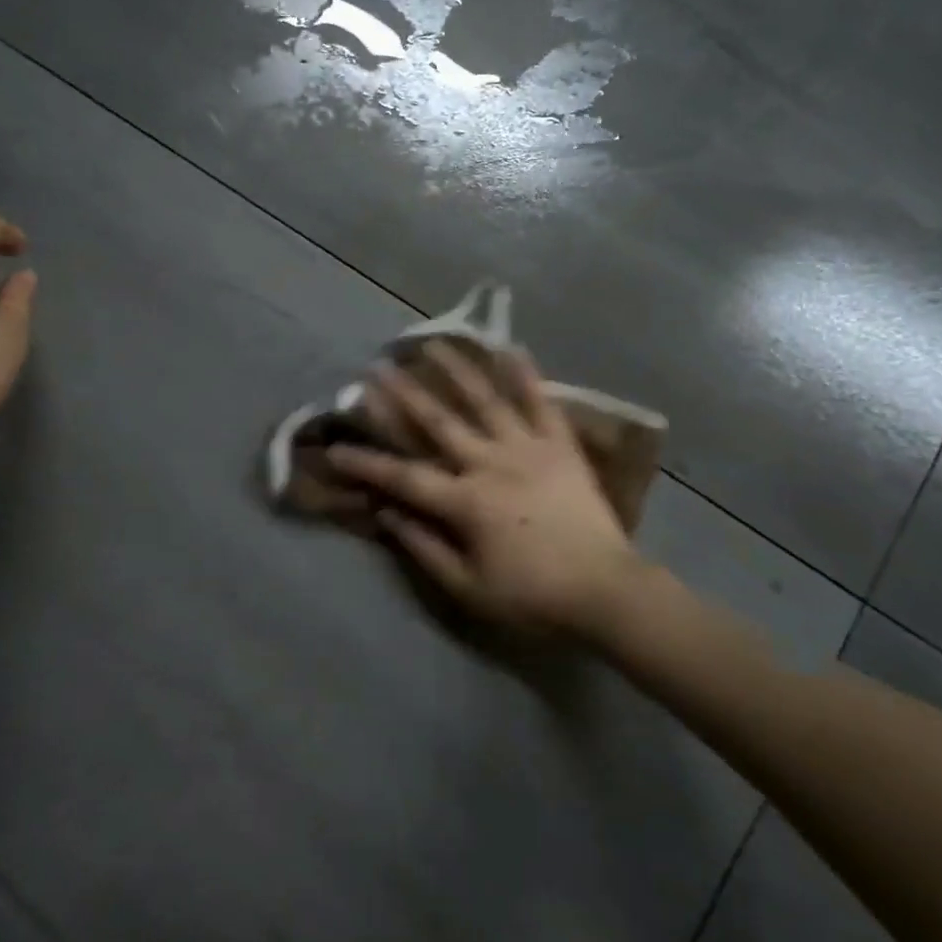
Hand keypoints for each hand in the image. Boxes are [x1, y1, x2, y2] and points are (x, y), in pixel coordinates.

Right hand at [326, 343, 645, 636]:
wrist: (607, 592)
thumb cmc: (533, 597)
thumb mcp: (469, 588)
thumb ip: (424, 548)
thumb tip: (386, 513)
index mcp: (466, 501)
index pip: (404, 476)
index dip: (366, 463)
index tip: (334, 448)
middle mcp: (491, 463)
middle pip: (439, 422)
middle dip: (404, 394)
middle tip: (377, 367)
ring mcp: (528, 448)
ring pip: (486, 400)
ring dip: (456, 369)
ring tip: (432, 343)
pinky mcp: (561, 446)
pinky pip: (541, 403)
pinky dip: (526, 375)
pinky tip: (510, 347)